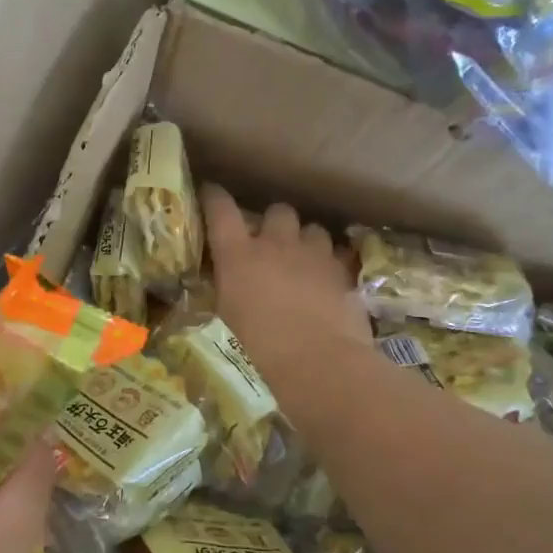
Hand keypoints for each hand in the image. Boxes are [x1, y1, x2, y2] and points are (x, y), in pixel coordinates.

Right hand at [202, 185, 370, 377]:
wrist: (317, 358)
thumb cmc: (261, 344)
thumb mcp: (230, 312)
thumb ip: (230, 284)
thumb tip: (231, 276)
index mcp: (238, 253)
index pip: (220, 209)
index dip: (214, 197)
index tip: (211, 193)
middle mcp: (275, 242)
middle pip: (277, 210)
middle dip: (275, 223)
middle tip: (273, 243)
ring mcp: (312, 252)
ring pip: (312, 228)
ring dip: (306, 240)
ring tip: (305, 260)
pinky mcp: (341, 268)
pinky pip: (337, 252)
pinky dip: (331, 261)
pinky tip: (329, 278)